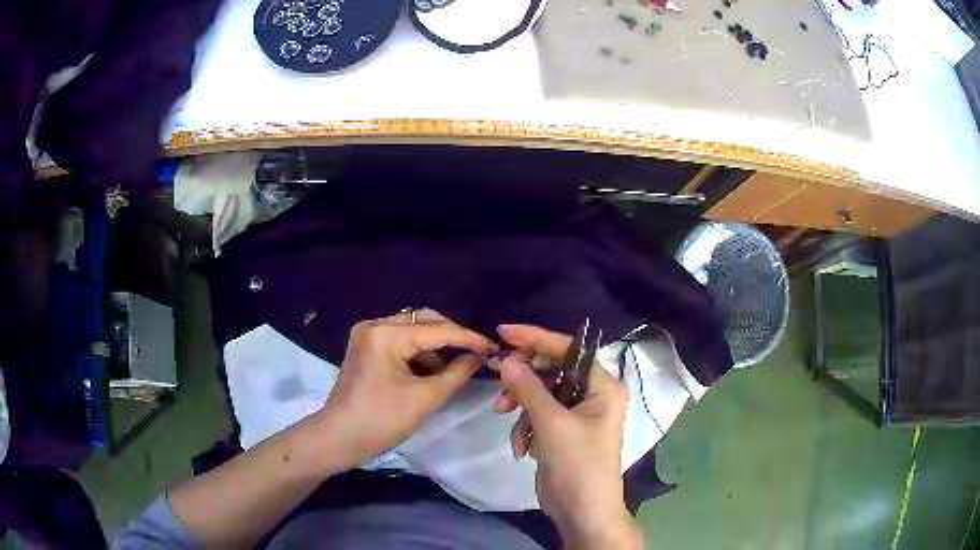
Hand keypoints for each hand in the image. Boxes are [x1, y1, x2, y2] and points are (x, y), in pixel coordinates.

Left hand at [316, 309, 497, 470]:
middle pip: (423, 321)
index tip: (494, 347)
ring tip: (460, 362)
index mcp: (386, 334)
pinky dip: (419, 352)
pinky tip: (435, 367)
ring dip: (436, 344)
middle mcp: (375, 325)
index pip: (437, 330)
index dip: (469, 338)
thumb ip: (456, 373)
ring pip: (412, 329)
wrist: (338, 438)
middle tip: (478, 352)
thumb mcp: (424, 398)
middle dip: (452, 336)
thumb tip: (480, 357)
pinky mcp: (366, 347)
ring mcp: (368, 335)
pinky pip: (400, 341)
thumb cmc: (381, 420)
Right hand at [492, 324, 642, 548]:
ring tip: (503, 415)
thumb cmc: (578, 465)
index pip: (568, 350)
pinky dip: (524, 427)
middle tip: (495, 374)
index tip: (504, 332)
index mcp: (602, 387)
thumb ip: (529, 389)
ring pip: (539, 393)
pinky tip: (521, 448)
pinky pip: (536, 415)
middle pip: (551, 370)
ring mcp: (575, 414)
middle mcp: (592, 395)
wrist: (581, 511)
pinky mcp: (560, 431)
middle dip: (523, 377)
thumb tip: (506, 361)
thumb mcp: (552, 425)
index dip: (536, 338)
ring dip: (520, 406)